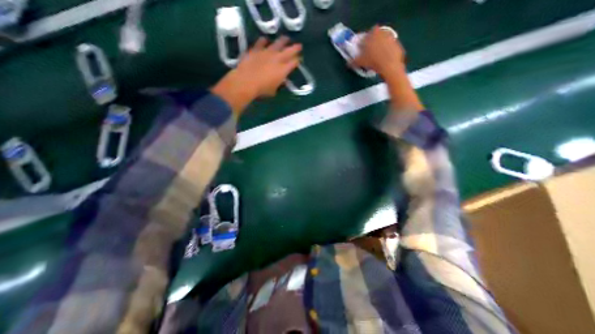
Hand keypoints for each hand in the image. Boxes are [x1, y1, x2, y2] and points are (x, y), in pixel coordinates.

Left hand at [211, 36, 301, 116]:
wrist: (246, 82)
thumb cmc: (261, 90)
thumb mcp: (274, 91)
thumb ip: (279, 84)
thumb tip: (281, 80)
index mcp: (283, 70)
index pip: (294, 63)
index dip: (297, 61)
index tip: (299, 60)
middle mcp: (277, 59)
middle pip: (289, 51)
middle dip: (295, 48)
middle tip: (299, 46)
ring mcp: (266, 52)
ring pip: (277, 43)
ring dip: (283, 41)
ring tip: (286, 39)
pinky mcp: (256, 49)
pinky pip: (261, 42)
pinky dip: (264, 41)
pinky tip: (265, 40)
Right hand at [350, 25, 405, 77]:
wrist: (390, 66)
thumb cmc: (373, 61)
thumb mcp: (360, 62)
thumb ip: (353, 61)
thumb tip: (348, 63)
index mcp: (373, 33)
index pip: (366, 35)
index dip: (363, 43)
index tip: (362, 50)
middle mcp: (383, 32)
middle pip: (376, 37)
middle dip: (372, 44)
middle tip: (369, 54)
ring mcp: (392, 37)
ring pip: (383, 42)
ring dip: (380, 48)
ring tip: (376, 58)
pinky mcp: (397, 44)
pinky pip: (390, 48)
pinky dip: (387, 52)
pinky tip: (383, 61)